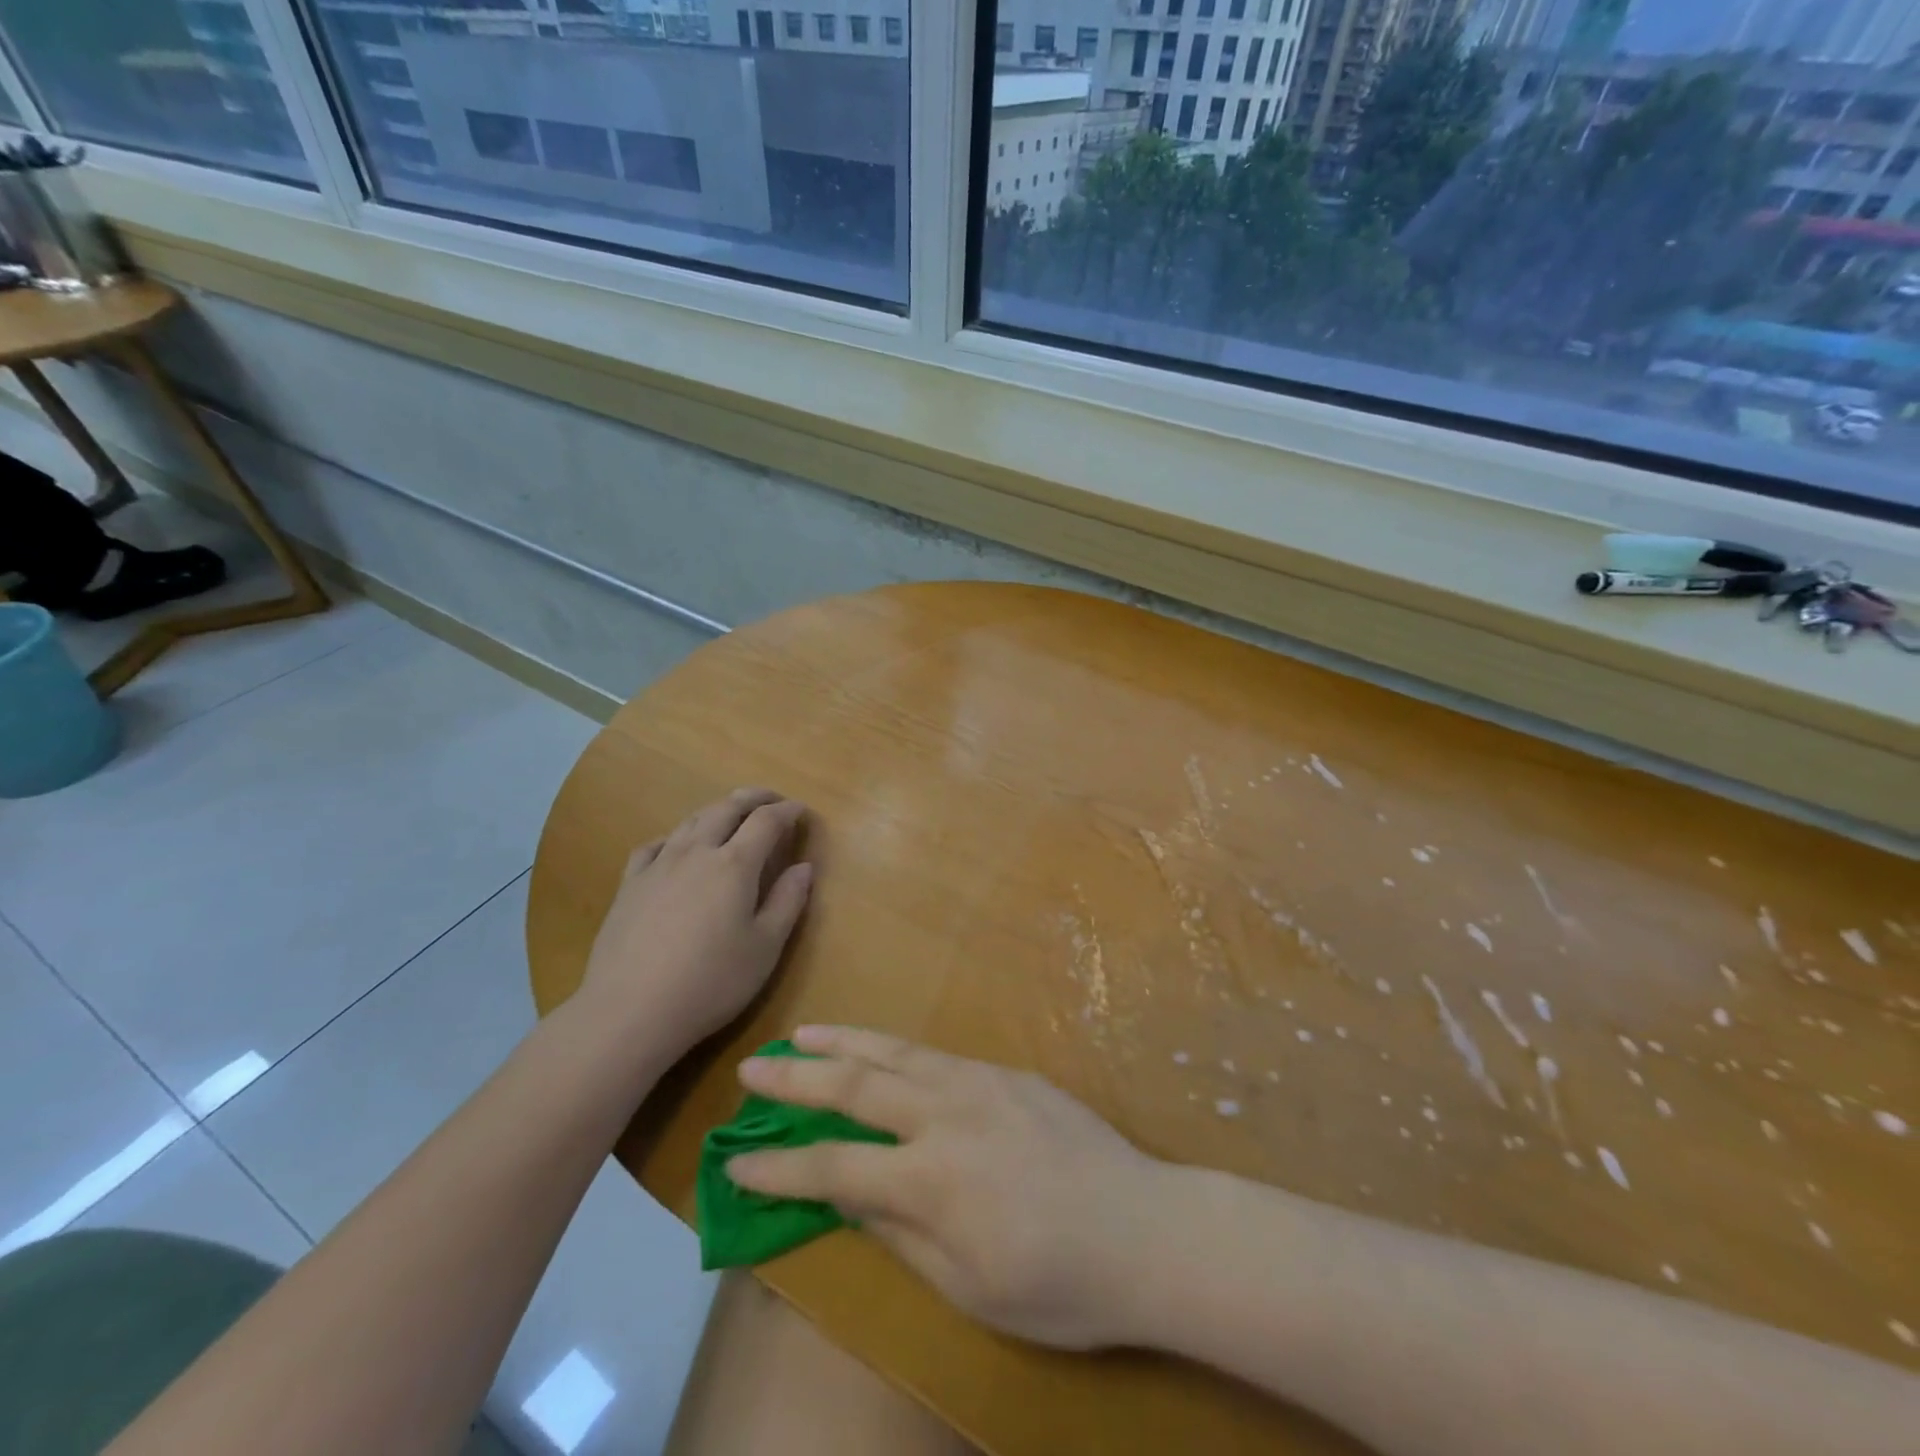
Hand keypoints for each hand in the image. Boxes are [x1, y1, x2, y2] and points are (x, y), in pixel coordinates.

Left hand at [578, 788, 812, 1062]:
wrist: (631, 1011)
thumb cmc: (711, 982)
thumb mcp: (765, 947)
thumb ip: (788, 901)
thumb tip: (804, 866)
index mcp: (735, 865)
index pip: (766, 821)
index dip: (787, 811)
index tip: (801, 811)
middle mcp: (696, 852)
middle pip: (727, 808)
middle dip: (754, 798)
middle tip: (772, 799)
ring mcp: (658, 865)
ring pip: (691, 820)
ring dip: (717, 810)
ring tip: (732, 815)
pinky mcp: (630, 885)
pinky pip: (655, 845)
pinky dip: (676, 836)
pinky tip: (676, 847)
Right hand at [725, 1026, 1163, 1349]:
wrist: (1148, 1230)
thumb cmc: (1059, 1283)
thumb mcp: (969, 1288)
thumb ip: (901, 1234)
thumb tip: (847, 1196)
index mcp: (931, 1179)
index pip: (834, 1167)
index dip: (780, 1165)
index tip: (737, 1158)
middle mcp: (947, 1115)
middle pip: (856, 1087)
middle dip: (797, 1078)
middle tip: (753, 1068)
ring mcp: (981, 1083)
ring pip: (896, 1053)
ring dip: (844, 1042)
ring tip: (803, 1033)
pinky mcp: (1009, 1073)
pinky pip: (938, 1055)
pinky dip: (896, 1049)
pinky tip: (881, 1050)